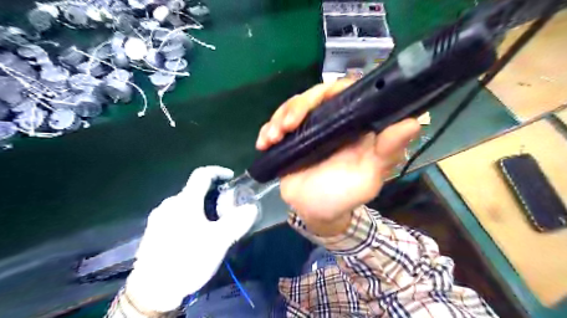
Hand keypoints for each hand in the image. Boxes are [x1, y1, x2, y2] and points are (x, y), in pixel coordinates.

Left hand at [125, 166, 258, 312]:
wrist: (152, 291)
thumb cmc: (188, 260)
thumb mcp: (219, 241)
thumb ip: (237, 222)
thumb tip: (251, 207)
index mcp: (185, 202)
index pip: (202, 174)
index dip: (218, 171)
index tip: (230, 177)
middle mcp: (169, 204)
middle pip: (194, 191)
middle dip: (212, 195)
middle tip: (224, 210)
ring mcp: (158, 218)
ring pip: (184, 204)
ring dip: (200, 207)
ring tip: (211, 225)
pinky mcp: (153, 231)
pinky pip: (175, 215)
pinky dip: (189, 217)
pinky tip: (193, 236)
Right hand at [257, 79, 420, 235]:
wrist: (316, 212)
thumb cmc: (344, 195)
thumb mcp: (369, 176)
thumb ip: (387, 151)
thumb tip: (413, 122)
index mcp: (352, 125)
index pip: (344, 92)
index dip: (332, 90)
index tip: (317, 101)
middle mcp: (331, 121)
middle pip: (313, 96)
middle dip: (297, 107)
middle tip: (287, 126)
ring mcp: (308, 129)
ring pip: (292, 108)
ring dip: (279, 118)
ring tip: (273, 138)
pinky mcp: (290, 139)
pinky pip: (276, 125)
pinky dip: (267, 130)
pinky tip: (263, 142)